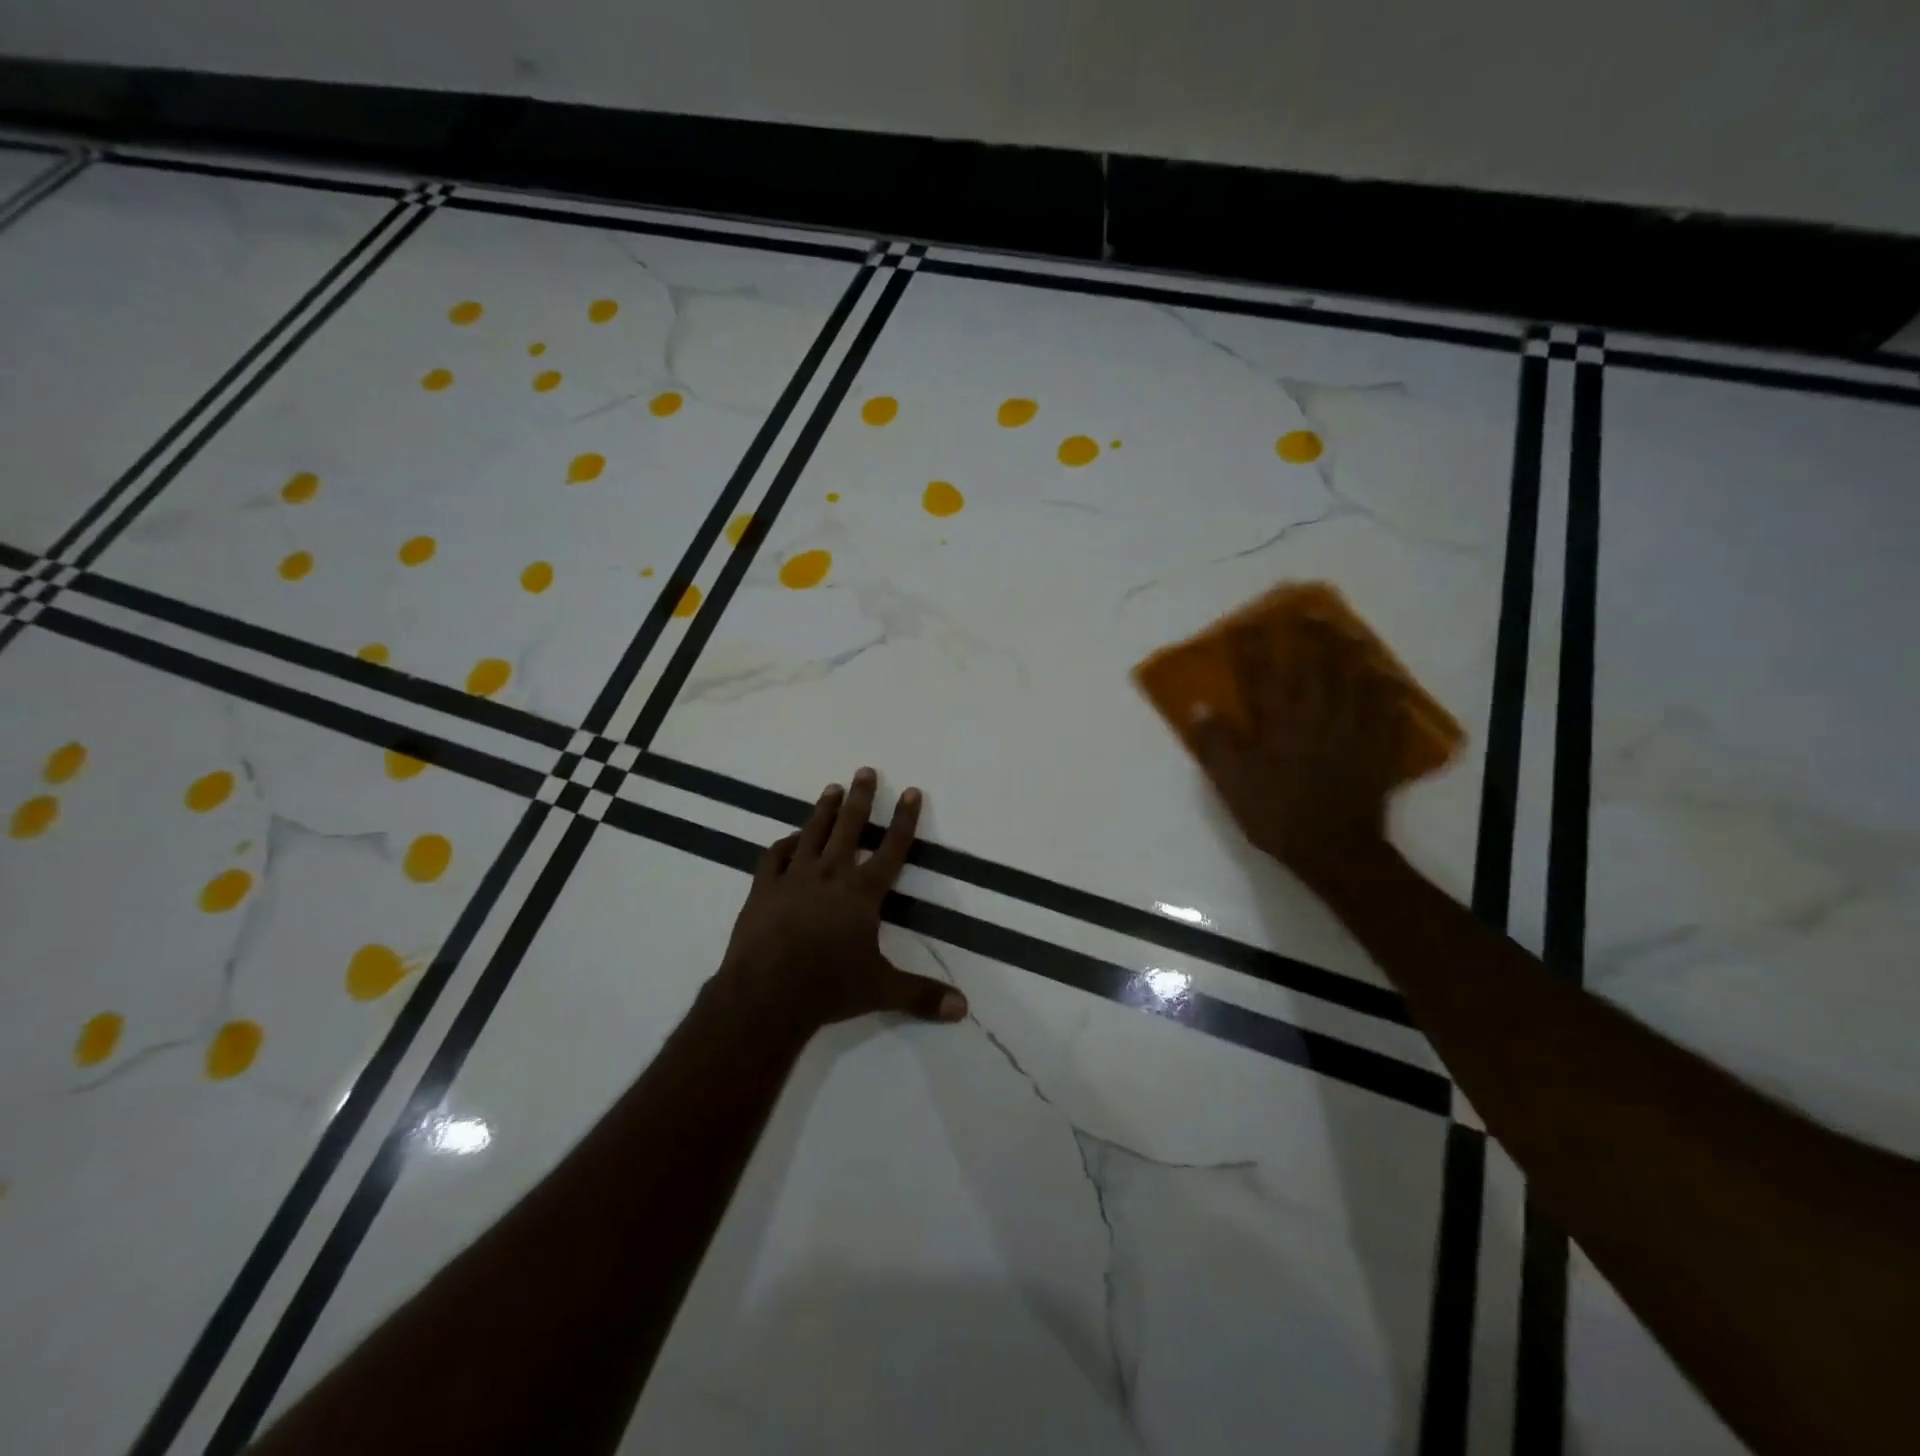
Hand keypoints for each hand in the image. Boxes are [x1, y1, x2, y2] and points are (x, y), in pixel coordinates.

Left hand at [714, 767, 967, 1034]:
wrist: (765, 996)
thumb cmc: (828, 988)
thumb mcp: (881, 990)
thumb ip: (922, 996)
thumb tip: (963, 1009)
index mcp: (862, 893)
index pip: (891, 848)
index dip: (904, 819)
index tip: (910, 790)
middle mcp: (830, 875)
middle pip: (849, 827)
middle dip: (861, 797)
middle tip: (864, 770)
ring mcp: (794, 878)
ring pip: (812, 833)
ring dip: (824, 810)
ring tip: (832, 788)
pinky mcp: (763, 889)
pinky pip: (775, 856)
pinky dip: (786, 843)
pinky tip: (792, 839)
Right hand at [1189, 621, 1397, 889]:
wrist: (1333, 848)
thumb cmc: (1275, 813)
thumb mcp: (1231, 782)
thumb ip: (1215, 742)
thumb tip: (1199, 706)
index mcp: (1278, 721)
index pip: (1262, 673)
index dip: (1254, 646)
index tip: (1248, 623)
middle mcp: (1316, 715)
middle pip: (1315, 666)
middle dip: (1309, 636)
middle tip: (1310, 611)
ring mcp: (1351, 729)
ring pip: (1354, 680)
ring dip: (1351, 653)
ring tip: (1349, 633)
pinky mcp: (1376, 748)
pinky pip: (1386, 711)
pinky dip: (1387, 691)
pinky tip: (1387, 680)